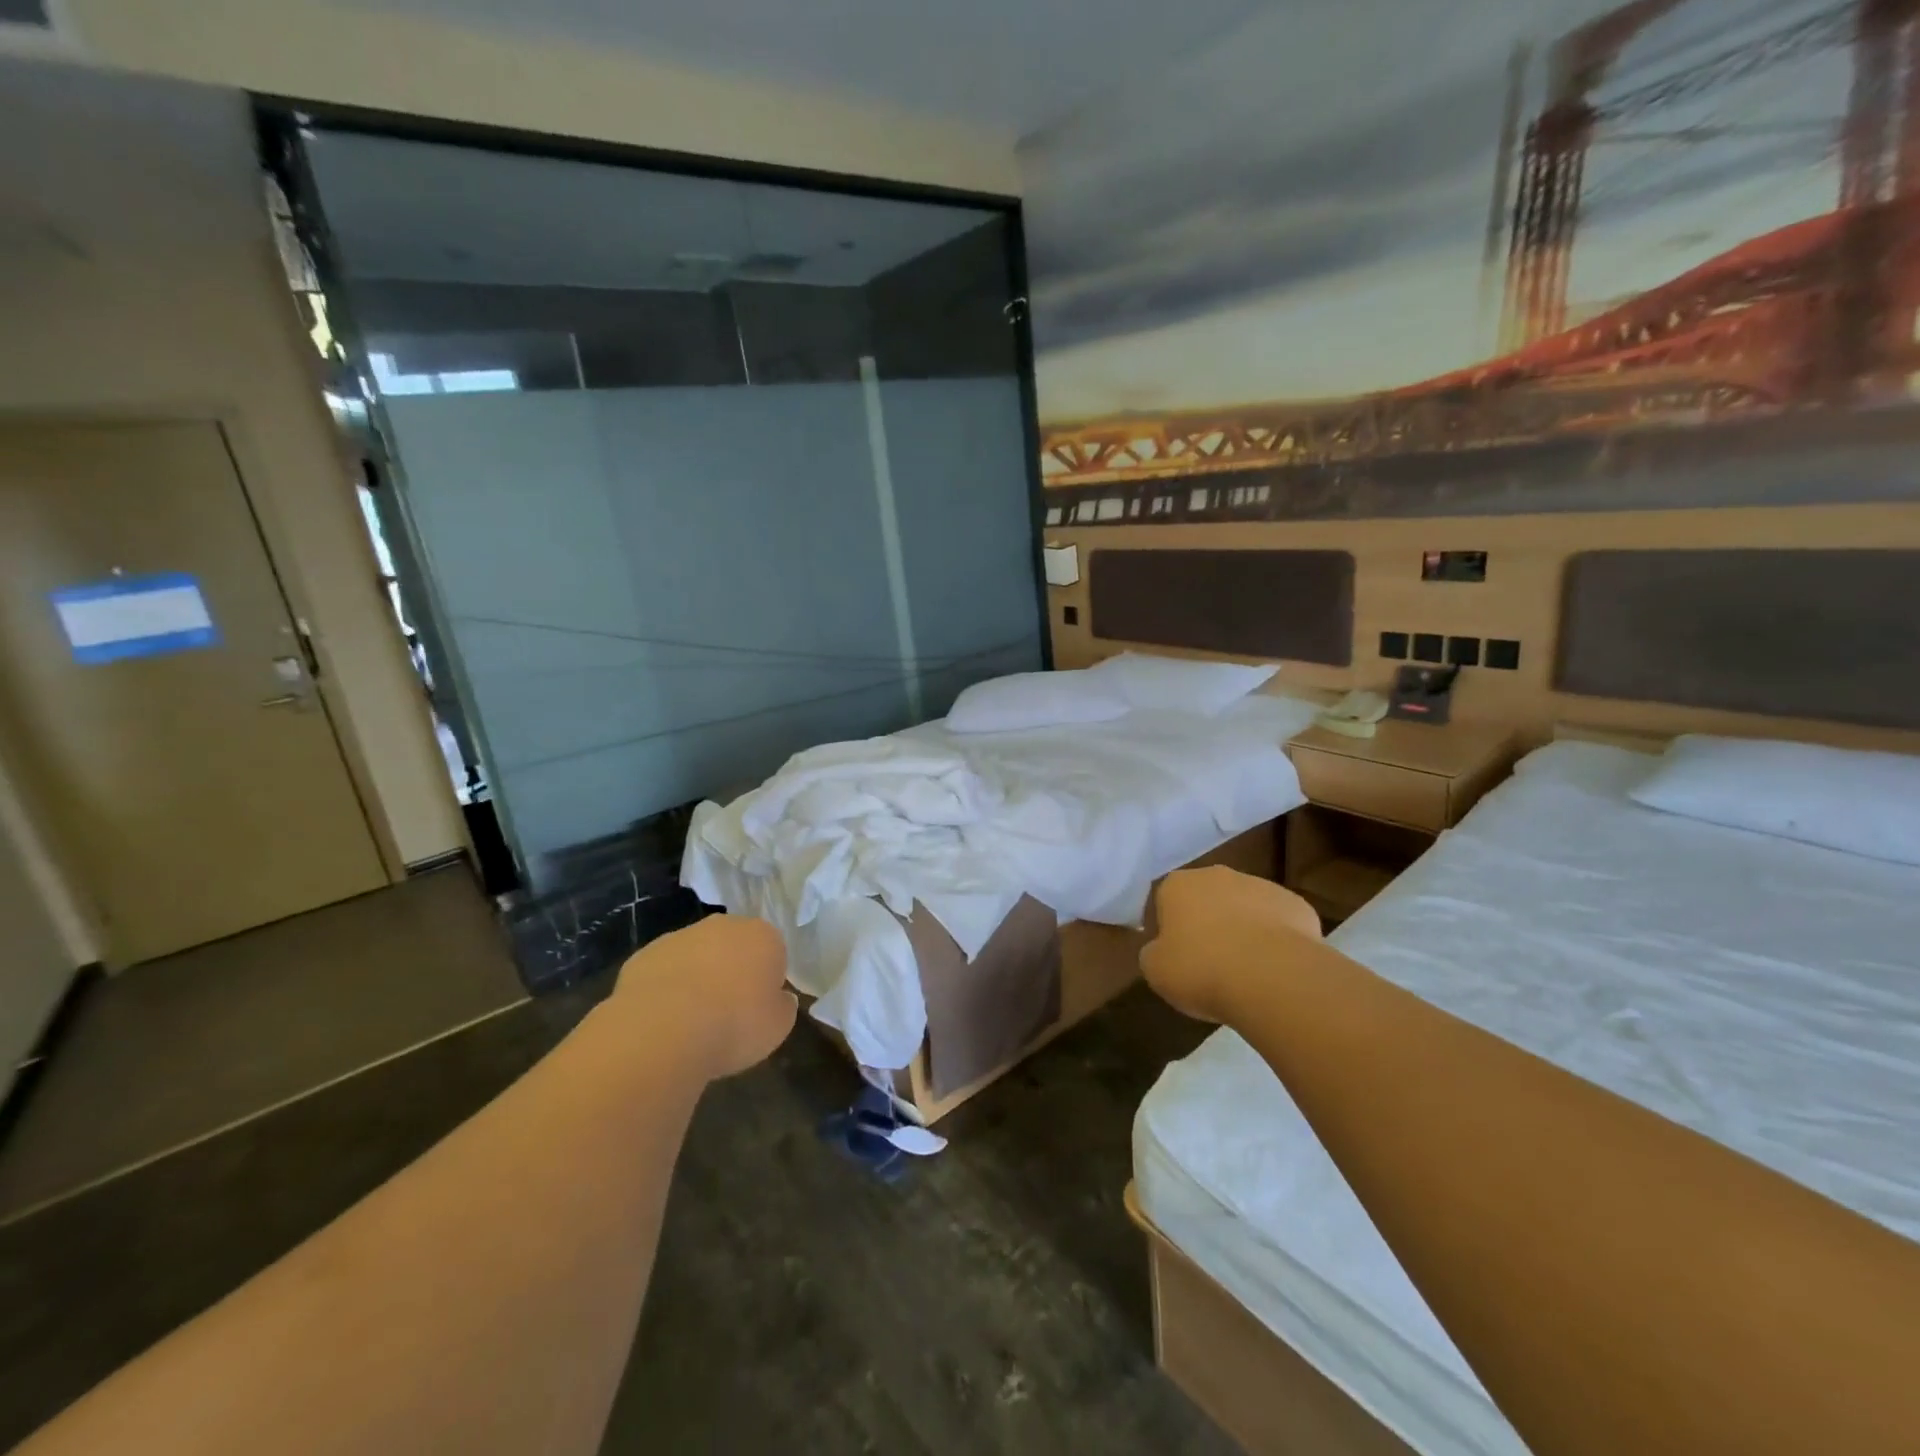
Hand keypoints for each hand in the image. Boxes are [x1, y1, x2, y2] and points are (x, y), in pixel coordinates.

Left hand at [612, 915, 795, 1079]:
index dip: (767, 980)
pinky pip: (664, 971)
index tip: (759, 1007)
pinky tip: (663, 1021)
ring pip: (696, 956)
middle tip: (728, 1012)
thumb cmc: (734, 1025)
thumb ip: (782, 1006)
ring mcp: (680, 936)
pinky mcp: (644, 954)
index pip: (773, 951)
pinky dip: (665, 990)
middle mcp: (723, 926)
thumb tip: (778, 999)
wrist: (662, 1030)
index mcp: (763, 936)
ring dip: (697, 978)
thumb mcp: (778, 1027)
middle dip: (732, 971)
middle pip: (733, 946)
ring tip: (691, 1022)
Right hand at [1141, 867, 1322, 1023]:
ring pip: (1245, 908)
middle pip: (1207, 898)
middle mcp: (1217, 875)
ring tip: (1246, 970)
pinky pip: (1279, 923)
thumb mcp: (1155, 970)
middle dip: (1207, 923)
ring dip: (1243, 930)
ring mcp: (1261, 886)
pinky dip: (1275, 941)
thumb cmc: (1201, 969)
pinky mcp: (1297, 904)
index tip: (1175, 956)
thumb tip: (1163, 950)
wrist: (1272, 976)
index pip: (1165, 901)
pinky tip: (1275, 968)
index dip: (1169, 930)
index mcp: (1177, 885)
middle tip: (1208, 962)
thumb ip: (1153, 953)